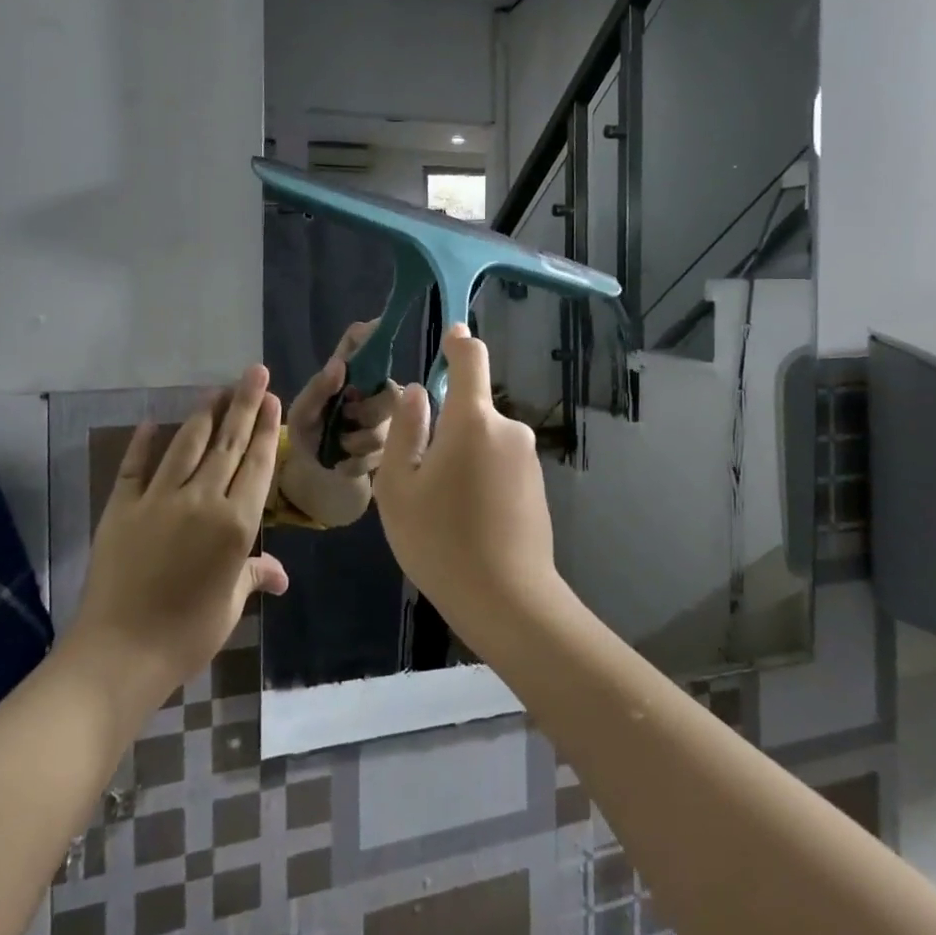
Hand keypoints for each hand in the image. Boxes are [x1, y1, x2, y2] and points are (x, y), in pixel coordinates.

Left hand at [62, 367, 290, 714]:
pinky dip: (142, 443)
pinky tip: (151, 422)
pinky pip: (134, 467)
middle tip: (253, 372)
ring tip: (216, 389)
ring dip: (204, 415)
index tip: (272, 397)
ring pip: (186, 445)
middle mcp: (202, 500)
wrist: (120, 653)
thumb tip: (280, 574)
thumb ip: (254, 575)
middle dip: (243, 404)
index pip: (257, 464)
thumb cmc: (188, 633)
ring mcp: (159, 499)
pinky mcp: (122, 507)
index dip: (266, 428)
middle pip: (228, 443)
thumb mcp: (231, 605)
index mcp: (236, 523)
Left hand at [280, 321, 400, 527]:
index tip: (375, 339)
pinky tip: (346, 463)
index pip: (365, 342)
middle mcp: (377, 390)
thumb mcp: (302, 414)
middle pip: (390, 394)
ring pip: (388, 429)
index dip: (373, 334)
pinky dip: (360, 462)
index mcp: (352, 373)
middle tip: (344, 422)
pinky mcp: (397, 448)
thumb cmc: (308, 434)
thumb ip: (317, 389)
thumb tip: (339, 364)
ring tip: (339, 448)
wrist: (316, 476)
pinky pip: (386, 454)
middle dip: (366, 415)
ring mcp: (391, 419)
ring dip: (358, 444)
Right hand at [372, 325, 558, 629]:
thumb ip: (405, 430)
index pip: (471, 359)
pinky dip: (480, 477)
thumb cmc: (440, 540)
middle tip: (418, 479)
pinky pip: (499, 464)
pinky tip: (467, 522)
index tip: (450, 335)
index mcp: (473, 420)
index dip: (458, 342)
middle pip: (470, 409)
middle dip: (444, 430)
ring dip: (461, 457)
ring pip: (482, 440)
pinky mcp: (536, 485)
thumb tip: (415, 393)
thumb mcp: (398, 487)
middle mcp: (508, 429)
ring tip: (440, 509)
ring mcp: (527, 458)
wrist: (507, 600)